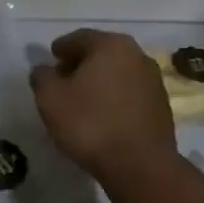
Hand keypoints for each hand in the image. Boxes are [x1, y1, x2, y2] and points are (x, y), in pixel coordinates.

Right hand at [29, 29, 177, 182]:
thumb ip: (42, 77)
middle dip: (81, 64)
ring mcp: (153, 80)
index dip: (61, 48)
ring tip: (81, 100)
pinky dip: (114, 97)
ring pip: (118, 73)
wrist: (139, 164)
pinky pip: (130, 93)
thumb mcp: (50, 99)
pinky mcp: (161, 105)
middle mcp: (137, 55)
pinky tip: (102, 115)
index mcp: (111, 45)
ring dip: (99, 81)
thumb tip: (43, 69)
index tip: (50, 60)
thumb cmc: (90, 124)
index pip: (79, 38)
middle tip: (62, 80)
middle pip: (102, 53)